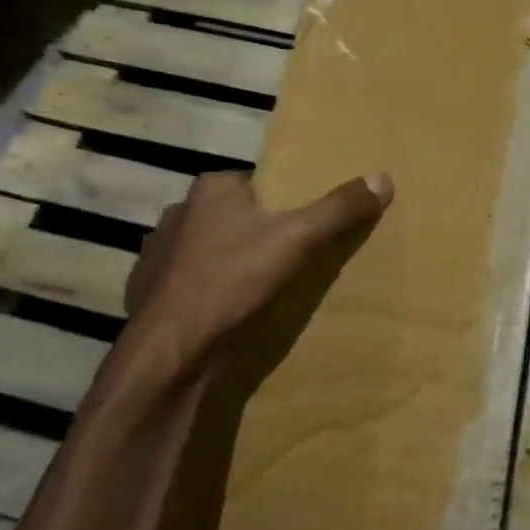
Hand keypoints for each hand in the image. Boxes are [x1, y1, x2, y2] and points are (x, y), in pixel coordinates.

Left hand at [118, 168, 391, 398]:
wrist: (169, 353)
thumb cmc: (232, 281)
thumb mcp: (298, 239)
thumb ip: (339, 209)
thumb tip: (383, 177)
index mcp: (211, 189)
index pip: (257, 183)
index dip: (284, 200)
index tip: (305, 222)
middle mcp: (178, 212)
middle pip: (233, 215)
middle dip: (257, 231)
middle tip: (290, 254)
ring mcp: (156, 254)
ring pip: (208, 249)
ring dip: (230, 261)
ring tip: (260, 285)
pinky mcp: (147, 292)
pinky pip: (188, 282)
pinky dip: (207, 291)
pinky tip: (226, 310)